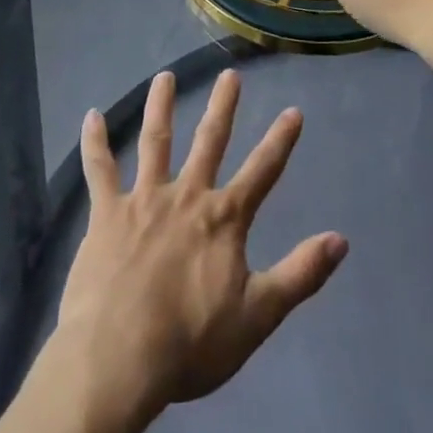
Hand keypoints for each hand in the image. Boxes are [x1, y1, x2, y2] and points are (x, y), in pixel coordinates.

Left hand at [55, 69, 347, 419]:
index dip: (280, 141)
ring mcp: (144, 200)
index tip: (293, 110)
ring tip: (164, 76)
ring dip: (161, 107)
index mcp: (223, 219)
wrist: (120, 358)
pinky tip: (91, 116)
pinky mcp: (107, 213)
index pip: (262, 171)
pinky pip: (99, 170)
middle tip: (230, 74)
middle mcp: (187, 196)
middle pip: (209, 142)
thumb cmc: (191, 343)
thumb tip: (341, 239)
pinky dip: (95, 142)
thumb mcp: (258, 315)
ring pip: (155, 141)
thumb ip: (300, 274)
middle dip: (222, 107)